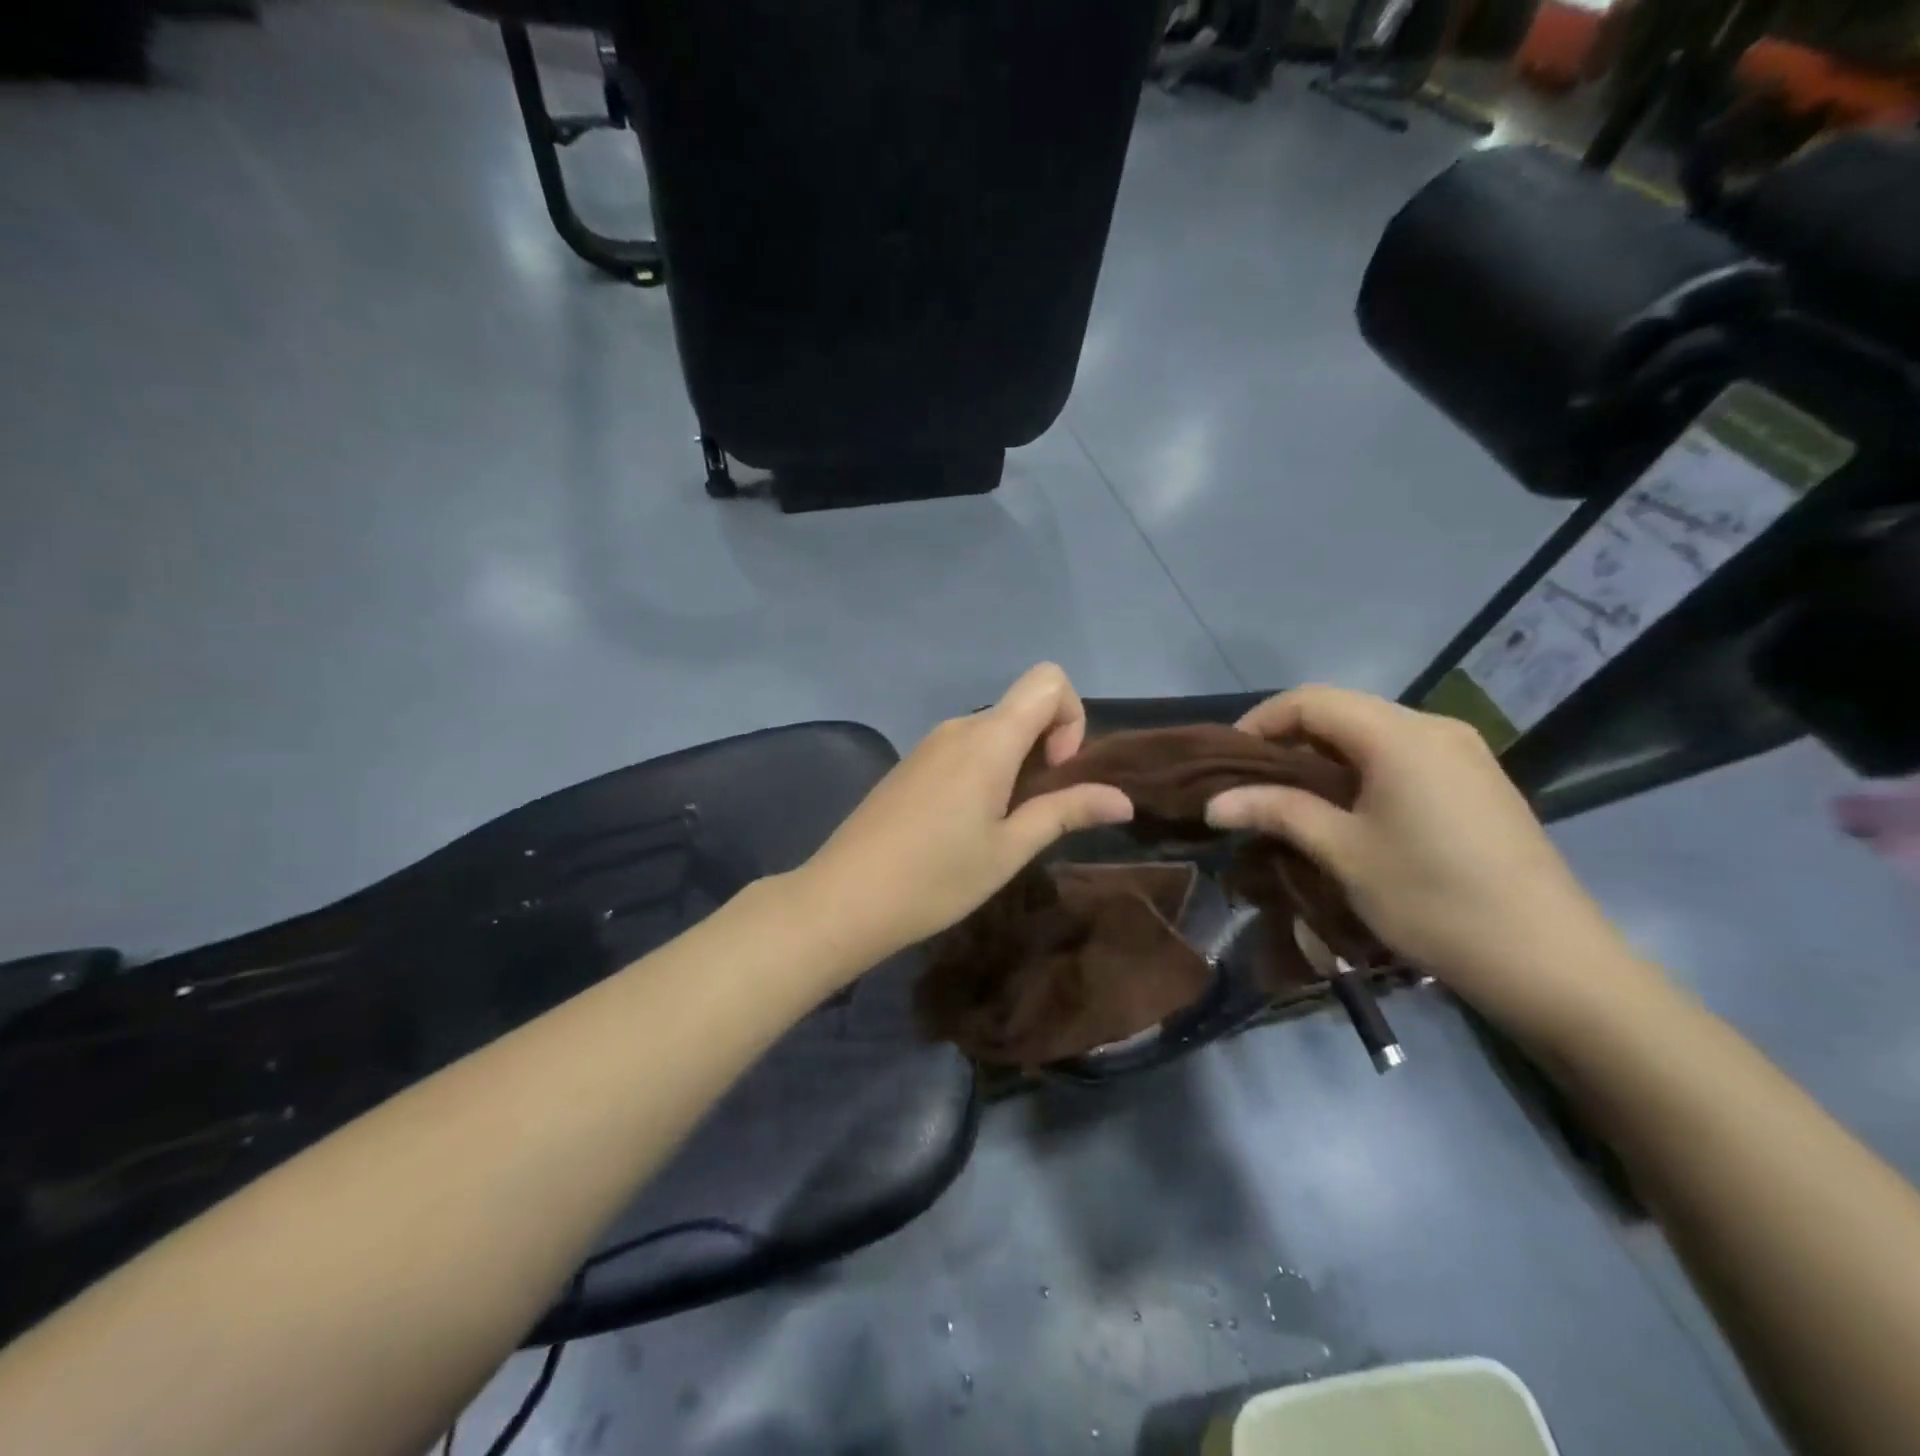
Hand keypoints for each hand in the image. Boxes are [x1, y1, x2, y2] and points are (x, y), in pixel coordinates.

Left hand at [795, 664, 1133, 969]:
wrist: (845, 897)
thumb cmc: (936, 877)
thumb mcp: (1010, 849)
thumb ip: (1066, 812)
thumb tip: (1123, 800)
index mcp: (988, 738)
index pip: (1048, 679)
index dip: (1070, 717)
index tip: (1056, 771)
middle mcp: (959, 727)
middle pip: (1022, 707)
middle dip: (1045, 748)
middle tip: (1031, 812)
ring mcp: (930, 744)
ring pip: (993, 731)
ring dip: (1015, 765)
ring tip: (998, 826)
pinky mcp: (911, 764)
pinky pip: (964, 748)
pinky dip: (984, 771)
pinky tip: (964, 825)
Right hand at [1205, 685, 1647, 1030]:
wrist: (1549, 961)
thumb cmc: (1433, 899)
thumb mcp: (1343, 853)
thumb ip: (1277, 812)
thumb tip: (1214, 803)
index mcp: (1399, 735)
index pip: (1310, 700)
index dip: (1260, 722)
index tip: (1227, 763)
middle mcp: (1433, 727)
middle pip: (1341, 711)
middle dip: (1287, 740)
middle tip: (1251, 785)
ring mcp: (1462, 752)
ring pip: (1371, 733)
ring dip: (1322, 757)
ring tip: (1290, 799)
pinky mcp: (1476, 780)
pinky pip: (1401, 754)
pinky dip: (1359, 770)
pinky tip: (1346, 809)